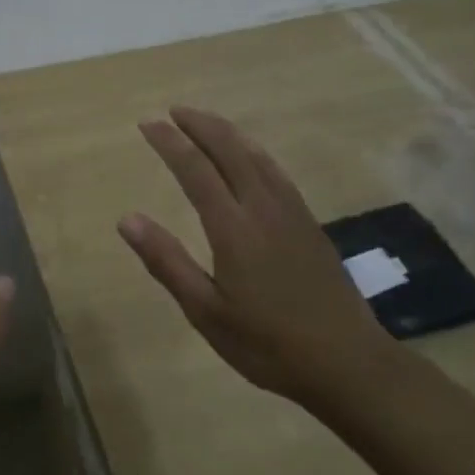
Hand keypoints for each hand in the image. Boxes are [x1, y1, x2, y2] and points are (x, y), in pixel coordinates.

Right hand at [118, 107, 391, 409]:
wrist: (348, 363)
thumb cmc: (268, 344)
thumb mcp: (206, 312)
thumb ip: (167, 262)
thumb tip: (127, 219)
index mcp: (233, 227)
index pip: (195, 169)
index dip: (170, 142)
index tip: (147, 123)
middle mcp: (262, 207)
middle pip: (229, 150)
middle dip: (199, 125)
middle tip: (173, 111)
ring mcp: (291, 212)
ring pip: (256, 155)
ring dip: (227, 132)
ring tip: (205, 122)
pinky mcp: (308, 222)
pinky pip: (276, 170)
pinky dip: (254, 151)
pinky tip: (250, 156)